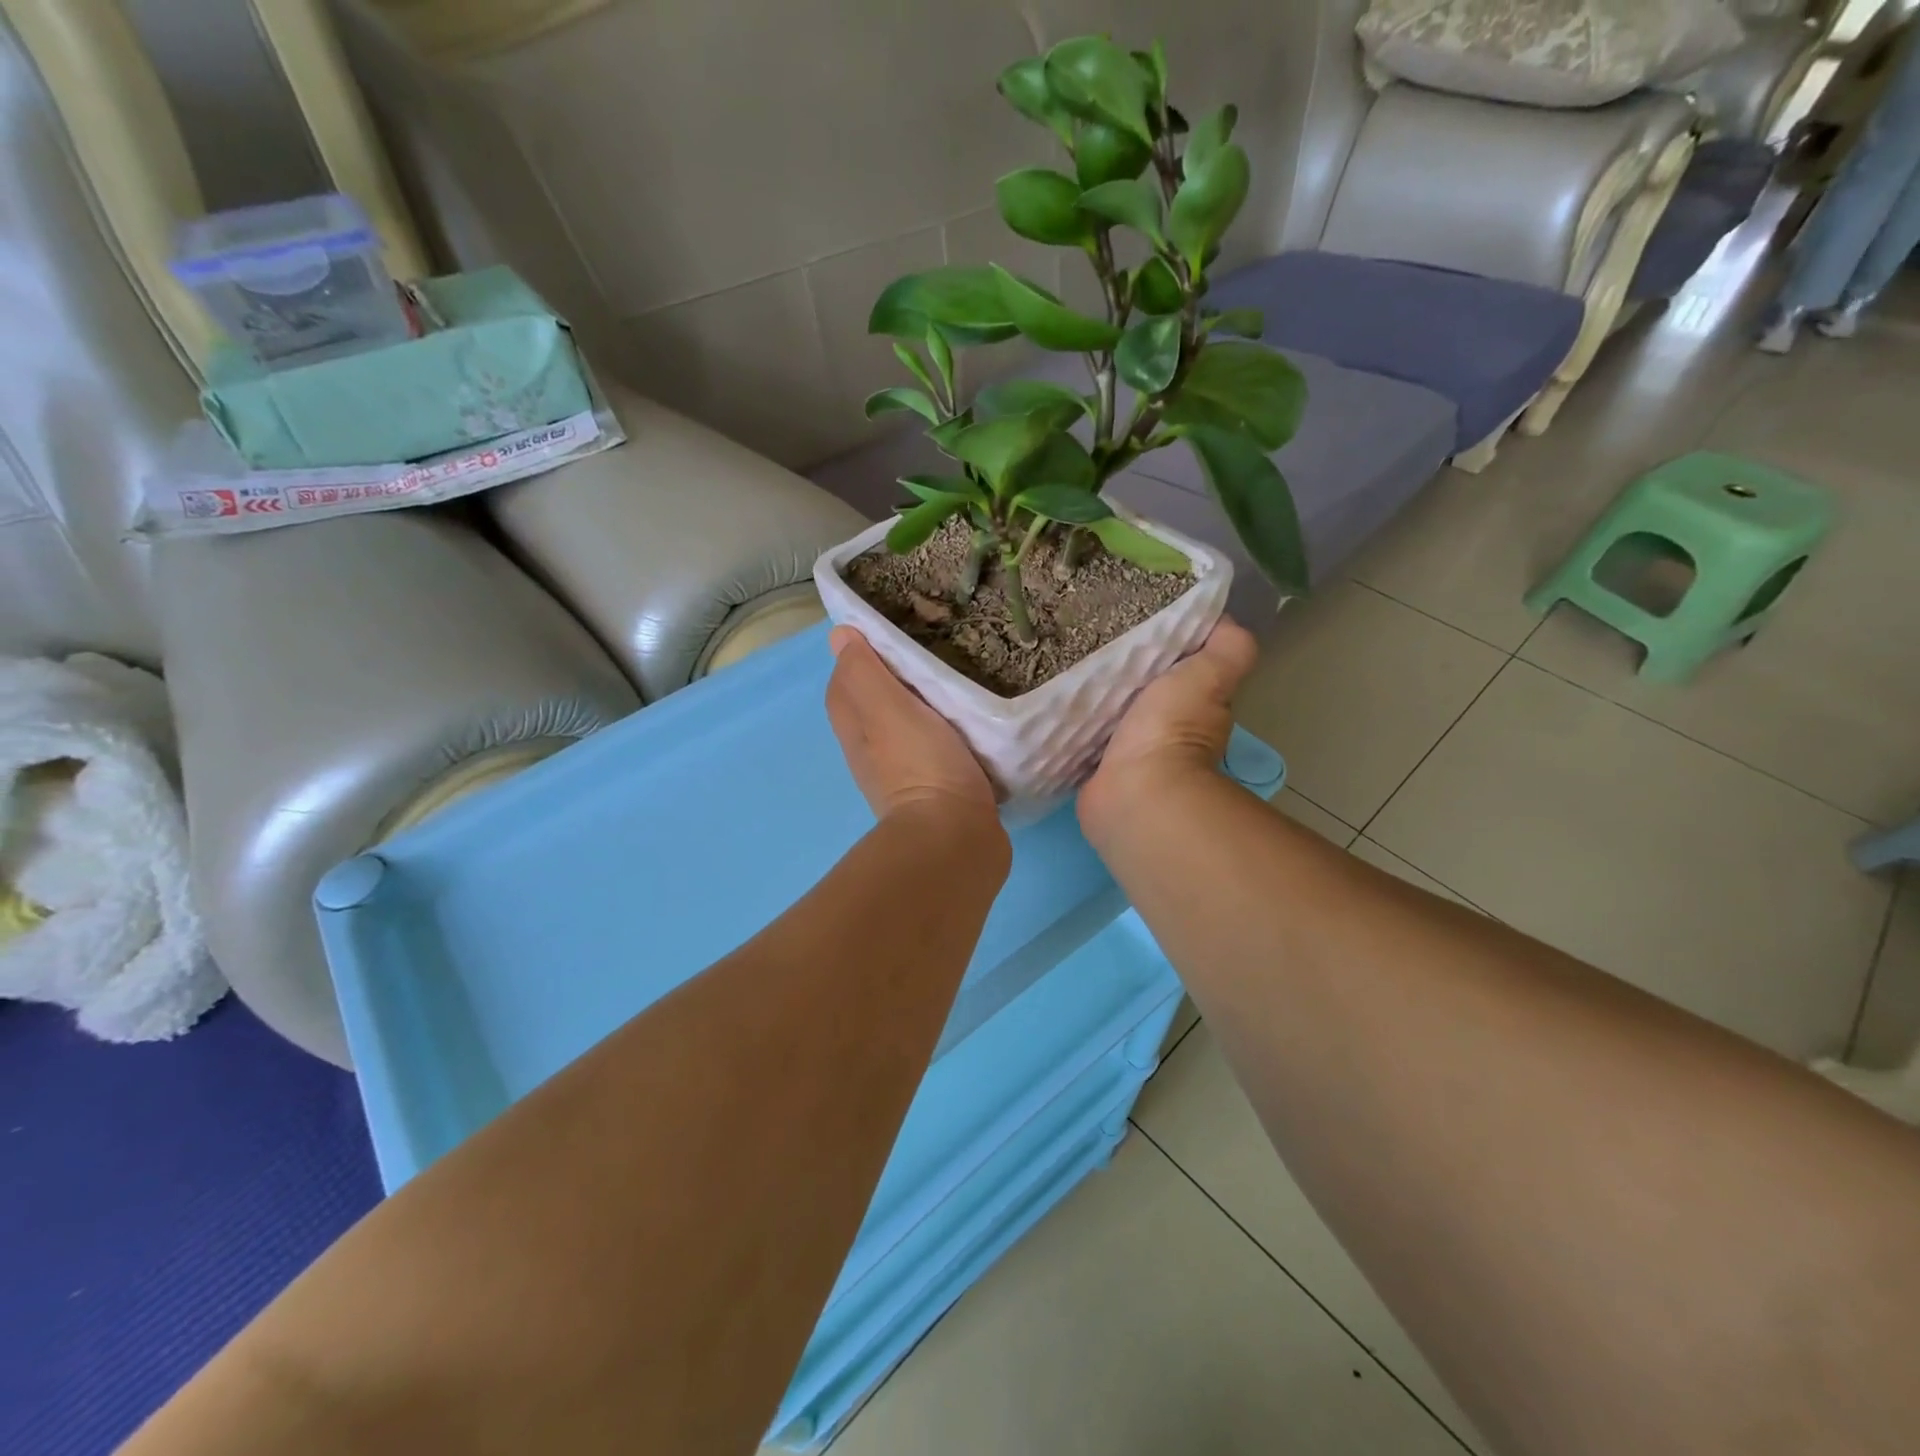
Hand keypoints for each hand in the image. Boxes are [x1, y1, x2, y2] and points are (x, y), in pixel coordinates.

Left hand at [826, 627, 998, 822]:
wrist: (955, 837)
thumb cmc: (921, 765)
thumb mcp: (888, 709)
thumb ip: (865, 672)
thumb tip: (839, 635)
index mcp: (856, 729)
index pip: (845, 682)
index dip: (861, 656)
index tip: (892, 634)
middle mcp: (871, 752)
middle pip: (874, 705)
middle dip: (894, 678)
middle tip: (930, 652)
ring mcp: (903, 774)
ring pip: (906, 728)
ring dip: (923, 706)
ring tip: (954, 680)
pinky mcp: (937, 791)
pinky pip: (935, 750)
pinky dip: (945, 732)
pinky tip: (970, 724)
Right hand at [1080, 619, 1257, 824]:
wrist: (1135, 792)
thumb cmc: (1172, 729)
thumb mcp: (1210, 674)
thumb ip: (1228, 647)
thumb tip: (1225, 618)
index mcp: (1194, 707)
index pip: (1179, 669)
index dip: (1163, 648)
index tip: (1133, 620)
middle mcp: (1163, 732)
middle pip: (1140, 691)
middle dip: (1120, 670)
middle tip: (1086, 637)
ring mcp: (1126, 754)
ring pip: (1108, 713)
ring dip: (1092, 696)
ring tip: (1061, 661)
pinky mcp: (1093, 770)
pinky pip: (1080, 737)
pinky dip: (1070, 723)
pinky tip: (1052, 701)